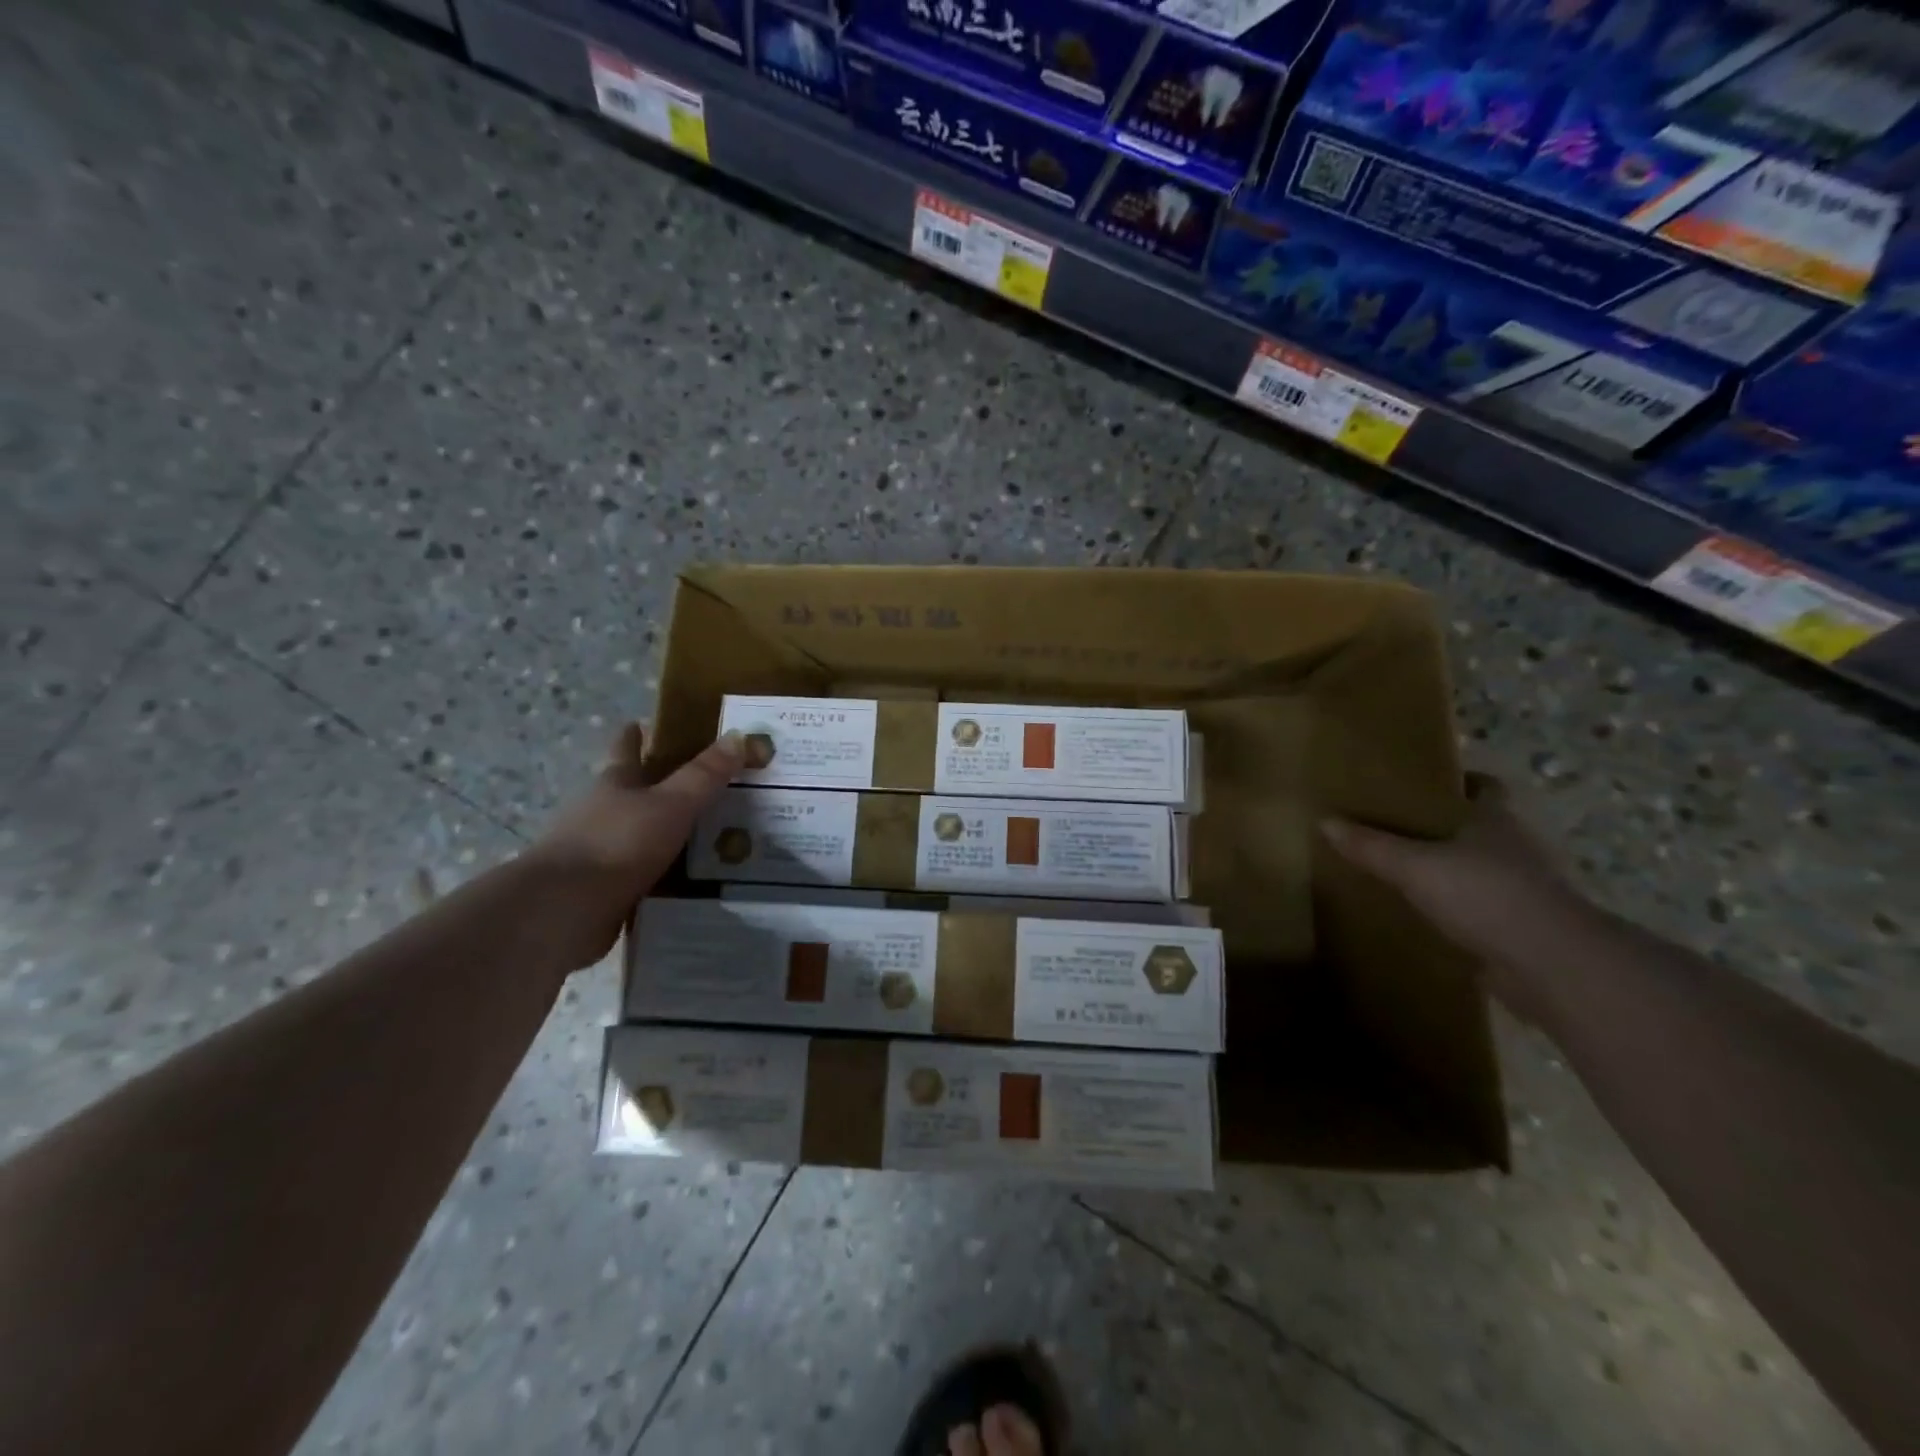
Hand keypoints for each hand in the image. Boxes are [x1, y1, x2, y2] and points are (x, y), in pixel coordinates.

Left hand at [525, 725, 744, 970]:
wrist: (565, 911)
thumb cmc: (618, 843)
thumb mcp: (672, 803)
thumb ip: (705, 775)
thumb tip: (740, 735)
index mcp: (615, 782)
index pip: (627, 749)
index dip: (637, 735)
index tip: (648, 724)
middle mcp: (602, 812)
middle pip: (633, 791)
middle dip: (661, 786)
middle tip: (707, 785)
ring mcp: (599, 851)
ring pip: (639, 833)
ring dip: (666, 832)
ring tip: (711, 836)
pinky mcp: (602, 889)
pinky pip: (642, 872)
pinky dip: (663, 872)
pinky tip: (692, 878)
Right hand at [1322, 774, 1595, 1021]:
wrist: (1553, 965)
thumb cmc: (1486, 895)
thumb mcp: (1415, 867)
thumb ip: (1371, 846)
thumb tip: (1324, 821)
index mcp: (1496, 820)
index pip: (1485, 787)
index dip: (1460, 782)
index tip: (1424, 784)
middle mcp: (1517, 848)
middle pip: (1480, 828)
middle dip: (1446, 828)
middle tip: (1397, 828)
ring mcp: (1524, 890)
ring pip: (1481, 870)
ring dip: (1453, 871)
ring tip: (1405, 873)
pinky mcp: (1523, 929)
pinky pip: (1482, 910)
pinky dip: (1459, 910)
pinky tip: (1425, 917)